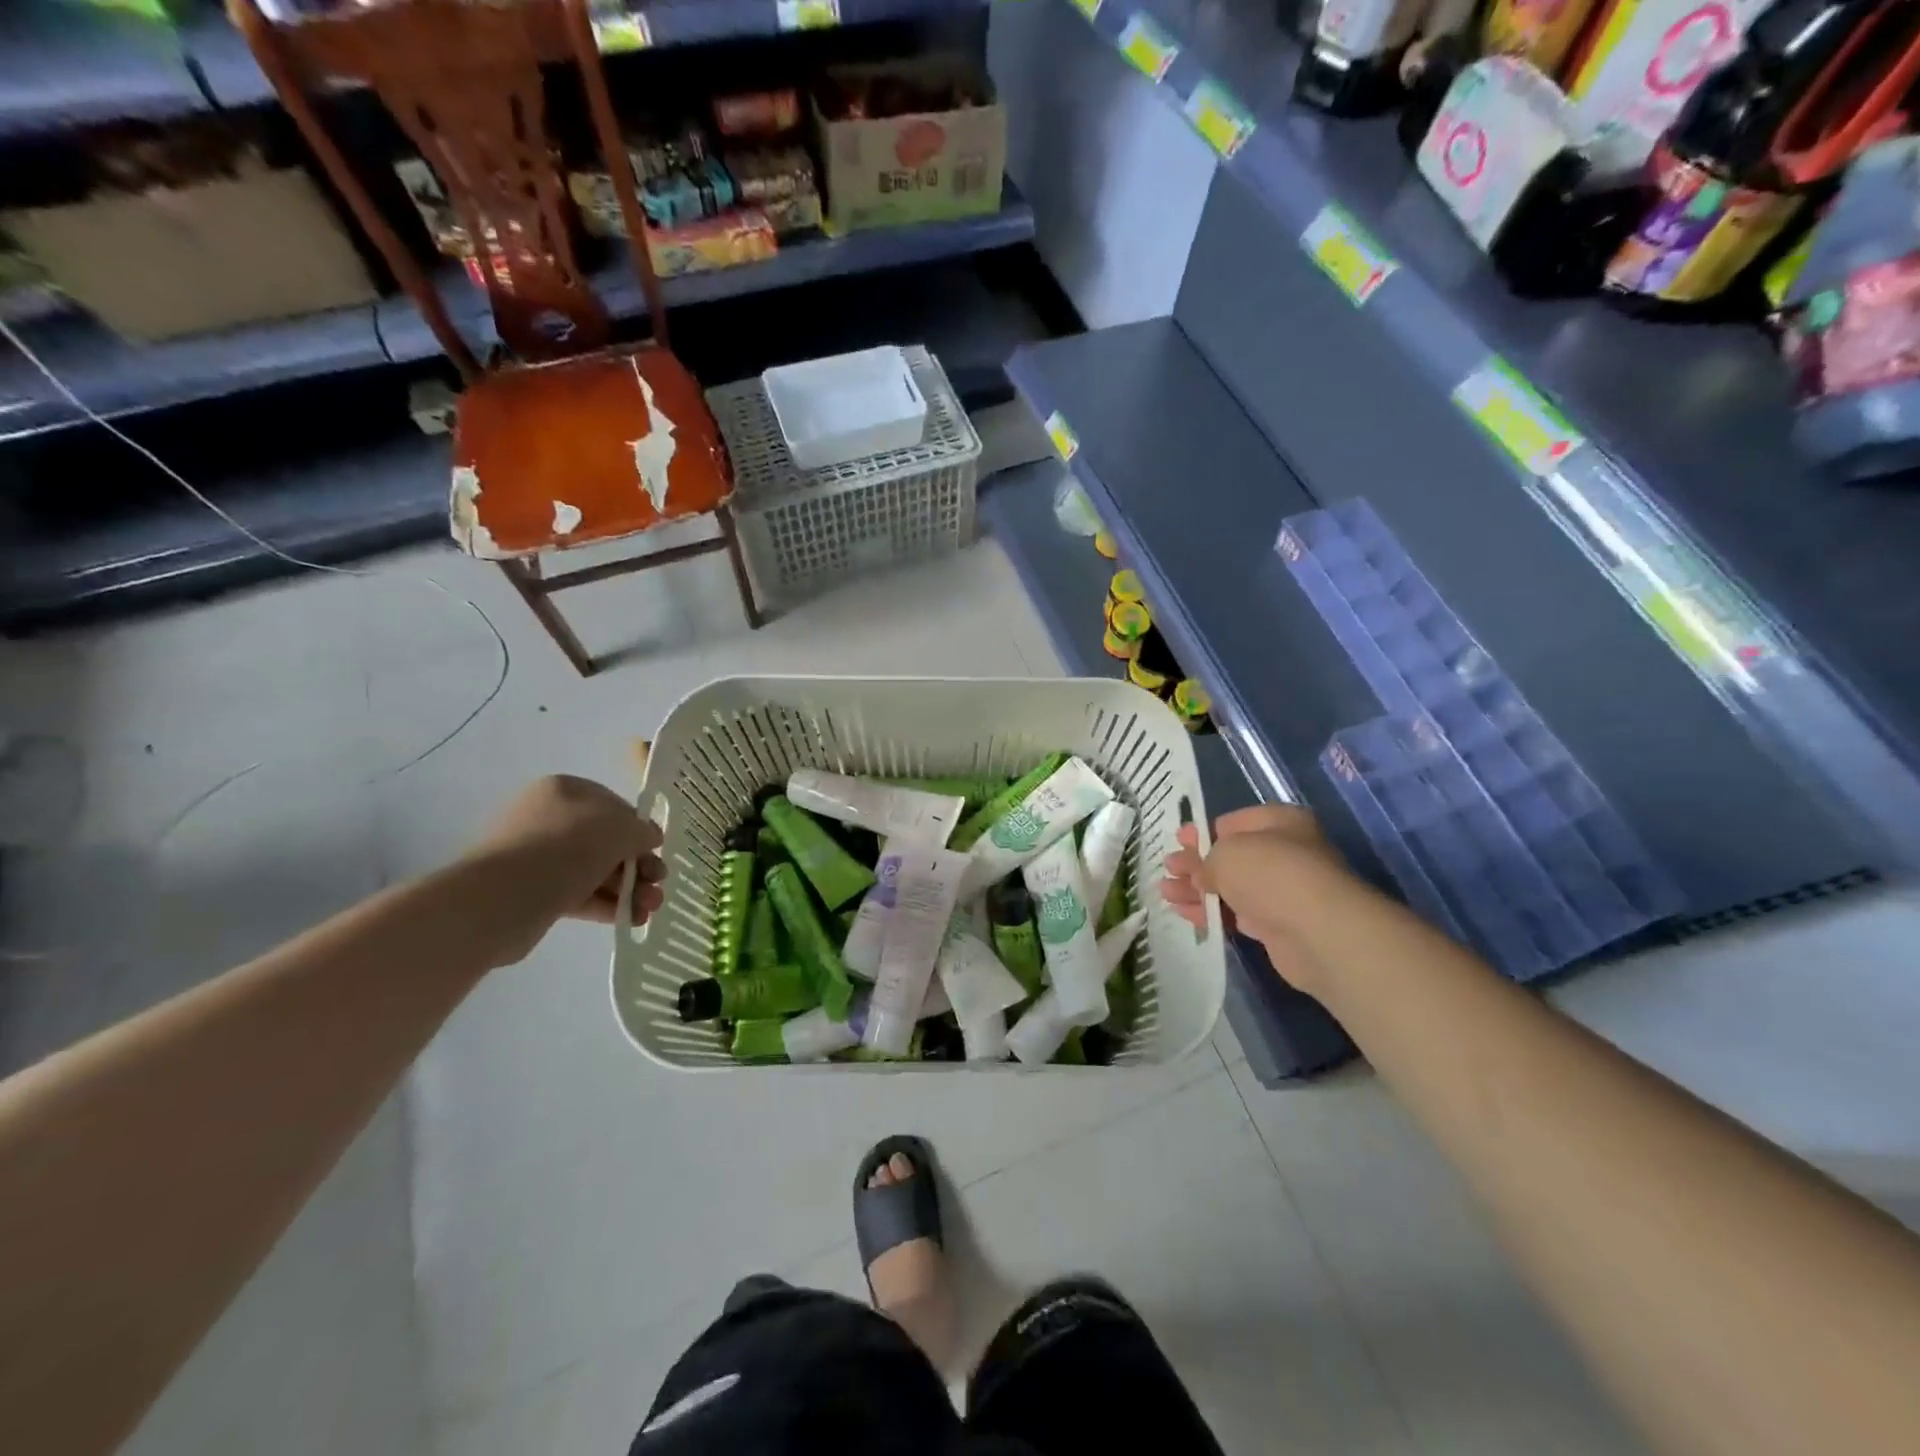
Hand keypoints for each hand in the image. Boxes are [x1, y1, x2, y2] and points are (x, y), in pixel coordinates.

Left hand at [466, 776, 663, 963]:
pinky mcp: (536, 892)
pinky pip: (580, 893)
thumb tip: (650, 838)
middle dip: (639, 865)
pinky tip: (631, 919)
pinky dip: (607, 904)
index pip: (615, 807)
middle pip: (608, 841)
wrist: (503, 898)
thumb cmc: (566, 848)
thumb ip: (642, 830)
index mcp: (566, 792)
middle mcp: (550, 819)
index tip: (658, 850)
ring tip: (650, 909)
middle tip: (659, 884)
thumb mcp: (619, 829)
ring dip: (628, 888)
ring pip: (596, 870)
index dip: (640, 829)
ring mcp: (540, 857)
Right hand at [1159, 804, 1344, 995]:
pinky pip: (1236, 913)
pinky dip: (1211, 912)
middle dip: (1196, 863)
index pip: (1233, 822)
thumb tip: (1200, 874)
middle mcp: (1285, 852)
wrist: (1316, 931)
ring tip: (1165, 892)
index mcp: (1279, 822)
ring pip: (1232, 886)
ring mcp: (1283, 891)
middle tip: (1168, 869)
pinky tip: (1183, 912)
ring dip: (1197, 889)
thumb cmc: (1270, 872)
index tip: (1177, 841)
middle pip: (1231, 856)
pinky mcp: (1278, 925)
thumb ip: (1205, 860)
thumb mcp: (1225, 853)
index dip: (1203, 833)